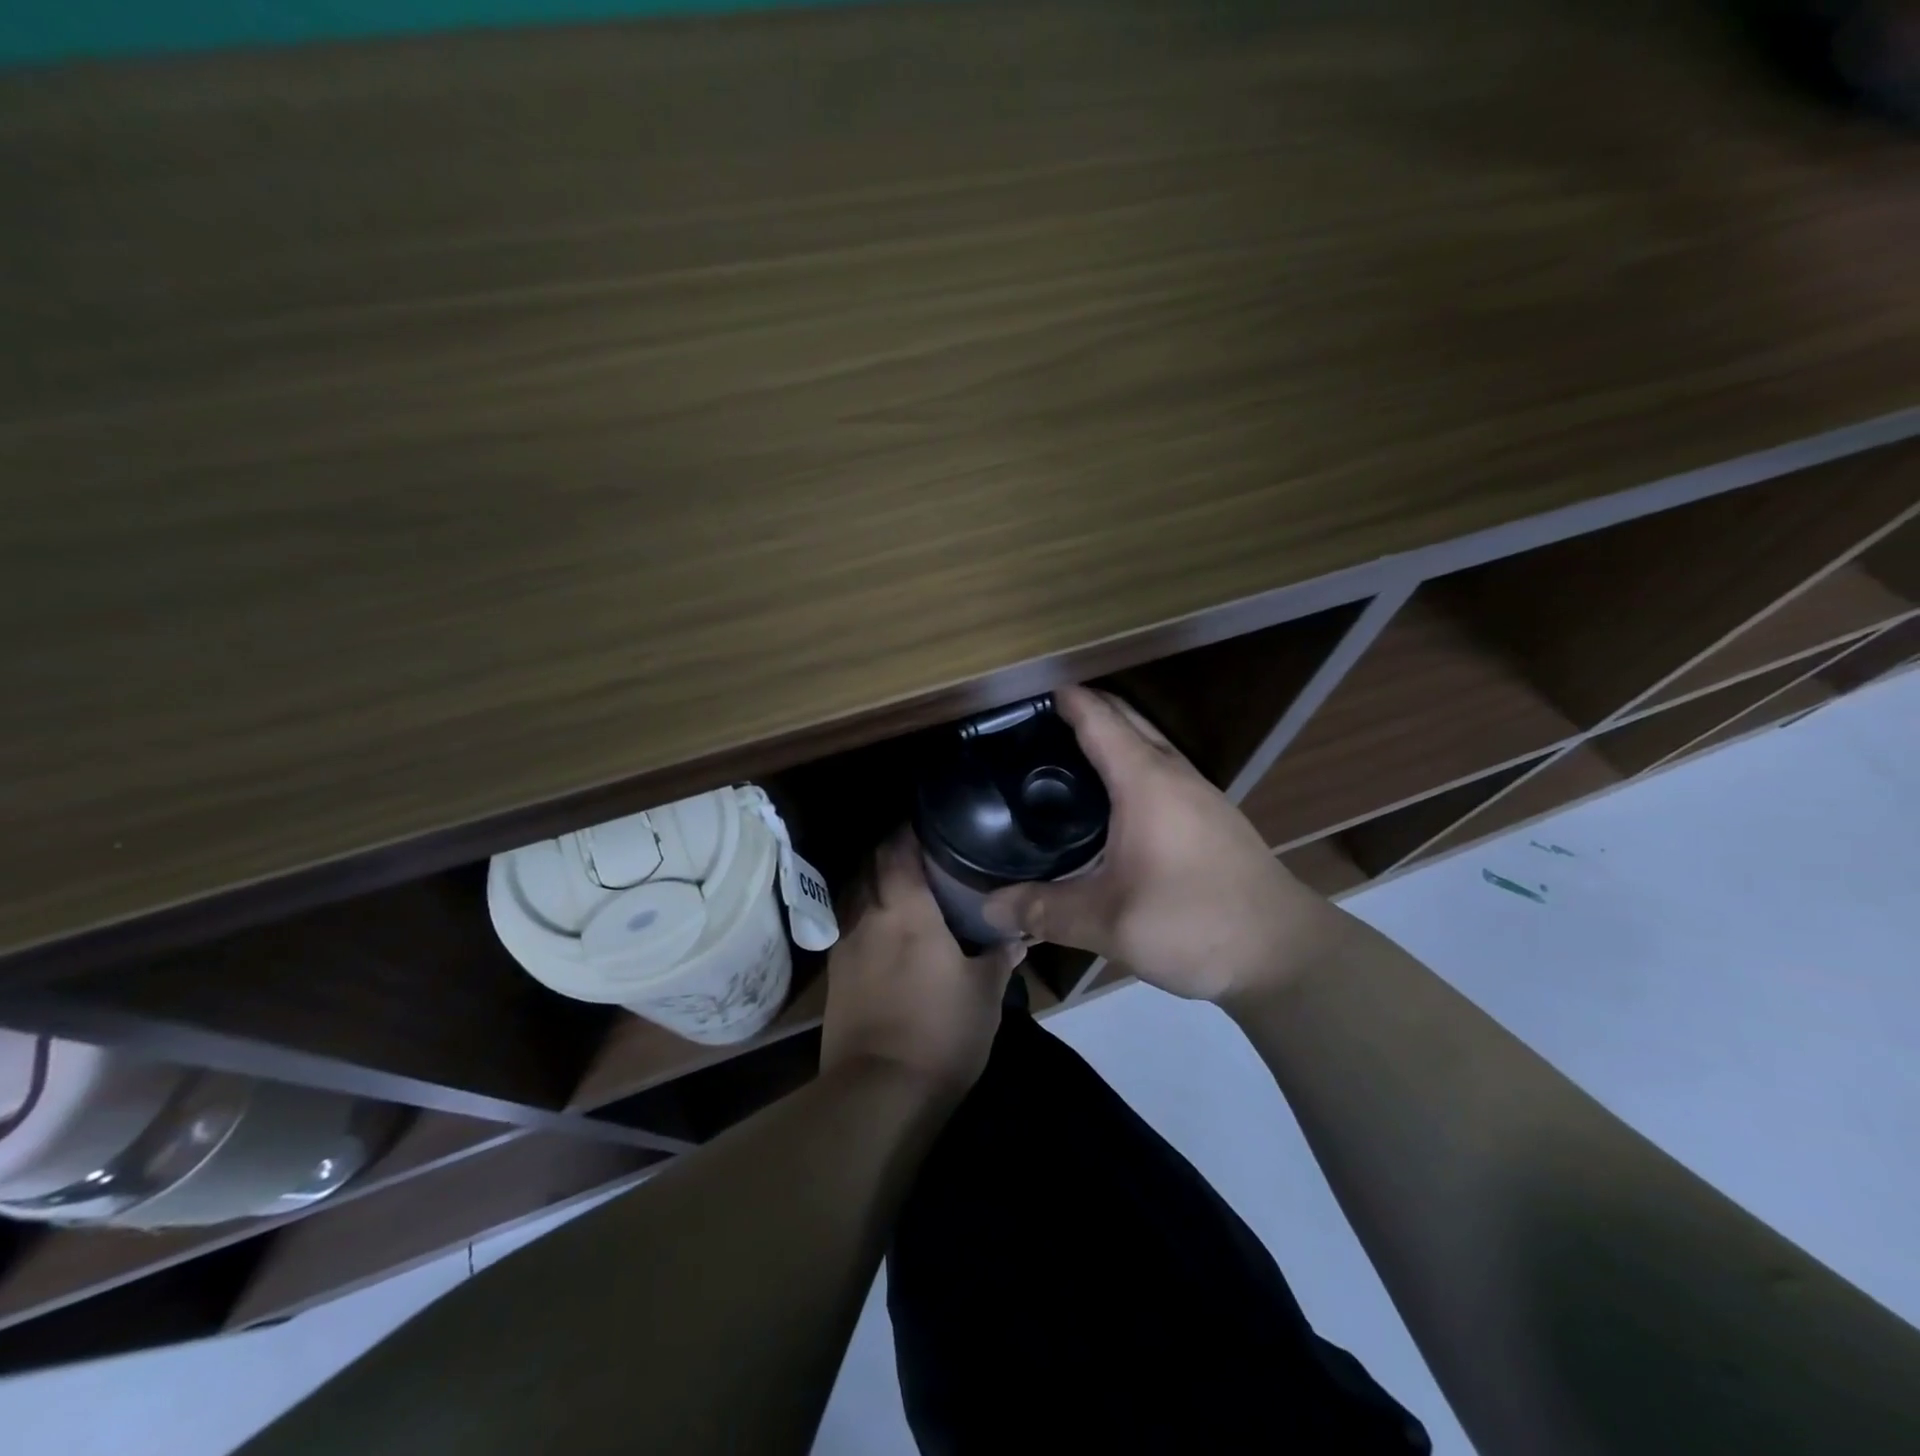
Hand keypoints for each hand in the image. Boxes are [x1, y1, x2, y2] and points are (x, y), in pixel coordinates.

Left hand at [820, 831, 1023, 1099]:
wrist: (880, 1091)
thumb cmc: (941, 1032)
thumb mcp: (984, 994)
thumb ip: (999, 956)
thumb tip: (1018, 935)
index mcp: (908, 911)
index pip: (897, 851)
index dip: (906, 830)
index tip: (925, 821)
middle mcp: (869, 917)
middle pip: (869, 866)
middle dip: (888, 850)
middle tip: (917, 849)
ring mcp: (845, 946)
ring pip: (853, 894)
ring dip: (871, 880)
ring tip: (898, 883)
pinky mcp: (834, 975)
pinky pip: (846, 925)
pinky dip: (863, 914)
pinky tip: (880, 928)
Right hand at [981, 686, 1339, 1003]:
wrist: (1284, 952)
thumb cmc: (1193, 923)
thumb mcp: (1108, 923)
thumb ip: (1044, 910)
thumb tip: (988, 907)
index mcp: (1145, 781)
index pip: (1098, 719)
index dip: (1063, 699)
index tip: (1025, 693)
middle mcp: (1174, 773)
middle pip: (1126, 719)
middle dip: (1084, 708)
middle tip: (1034, 723)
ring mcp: (1199, 793)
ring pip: (1148, 742)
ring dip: (1111, 734)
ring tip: (1064, 754)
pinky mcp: (1211, 816)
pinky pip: (1161, 768)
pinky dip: (1130, 762)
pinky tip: (1110, 799)